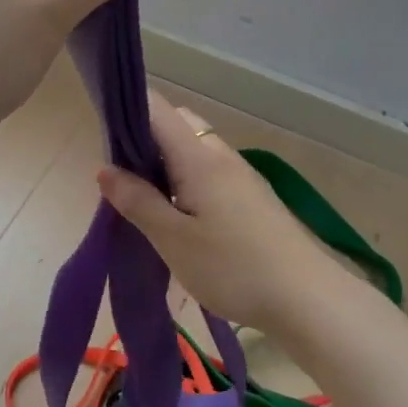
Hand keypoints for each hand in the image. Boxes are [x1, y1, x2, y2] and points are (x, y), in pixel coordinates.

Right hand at [96, 92, 344, 332]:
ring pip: (194, 150)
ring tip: (144, 202)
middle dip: (144, 140)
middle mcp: (221, 156)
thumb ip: (137, 201)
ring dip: (165, 164)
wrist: (307, 298)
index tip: (101, 134)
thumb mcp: (173, 239)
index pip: (157, 108)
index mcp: (199, 157)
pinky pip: (210, 173)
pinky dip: (185, 181)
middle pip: (178, 125)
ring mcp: (241, 176)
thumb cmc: (232, 267)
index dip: (126, 109)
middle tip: (121, 179)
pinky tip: (178, 217)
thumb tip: (105, 169)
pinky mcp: (252, 198)